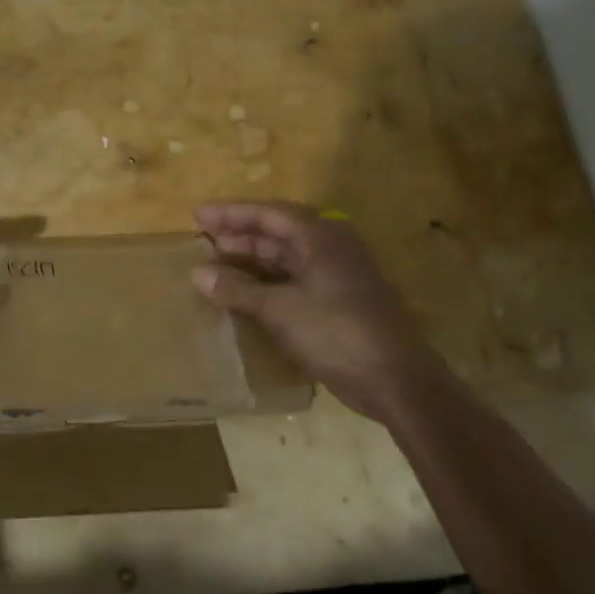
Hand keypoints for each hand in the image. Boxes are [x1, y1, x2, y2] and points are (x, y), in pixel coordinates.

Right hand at [192, 201, 453, 424]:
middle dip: (240, 235)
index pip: (269, 213)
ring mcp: (338, 275)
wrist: (397, 380)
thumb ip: (237, 290)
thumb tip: (197, 273)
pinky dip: (268, 284)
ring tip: (217, 265)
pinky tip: (246, 294)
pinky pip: (296, 281)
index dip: (231, 213)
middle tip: (204, 240)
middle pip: (278, 232)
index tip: (198, 215)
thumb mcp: (280, 310)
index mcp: (321, 237)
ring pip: (287, 258)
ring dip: (253, 261)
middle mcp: (331, 248)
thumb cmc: (337, 333)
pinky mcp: (340, 301)